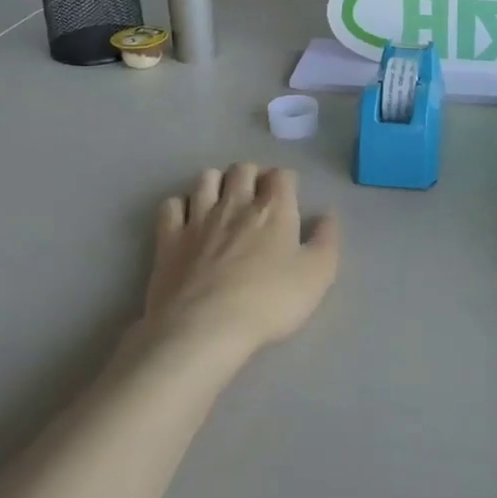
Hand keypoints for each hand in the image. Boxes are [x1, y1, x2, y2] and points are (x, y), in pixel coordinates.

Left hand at [144, 164, 341, 354]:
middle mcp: (235, 203)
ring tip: (222, 201)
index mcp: (273, 209)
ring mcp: (198, 218)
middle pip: (243, 169)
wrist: (204, 328)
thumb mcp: (317, 276)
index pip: (281, 175)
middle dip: (252, 175)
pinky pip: (171, 204)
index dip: (286, 181)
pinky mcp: (168, 237)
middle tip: (257, 196)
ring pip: (206, 179)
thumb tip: (327, 214)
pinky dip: (180, 206)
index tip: (289, 196)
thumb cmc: (268, 302)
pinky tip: (187, 220)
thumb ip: (327, 240)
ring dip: (217, 183)